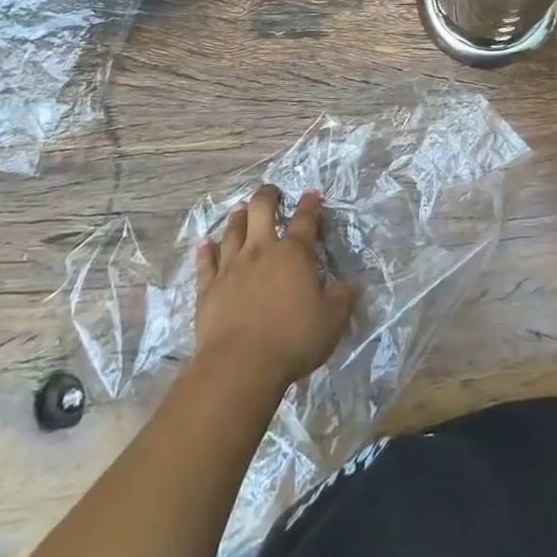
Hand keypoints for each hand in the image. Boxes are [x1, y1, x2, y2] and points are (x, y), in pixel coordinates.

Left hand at [194, 186, 359, 394]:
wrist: (241, 364)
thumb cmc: (293, 339)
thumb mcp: (332, 322)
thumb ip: (343, 299)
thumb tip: (351, 285)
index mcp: (294, 254)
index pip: (305, 220)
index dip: (311, 204)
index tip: (313, 194)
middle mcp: (261, 250)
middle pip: (261, 210)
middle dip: (267, 196)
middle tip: (271, 192)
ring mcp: (232, 266)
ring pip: (233, 230)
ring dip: (238, 217)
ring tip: (241, 209)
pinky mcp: (209, 287)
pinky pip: (206, 262)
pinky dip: (205, 250)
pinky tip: (205, 243)